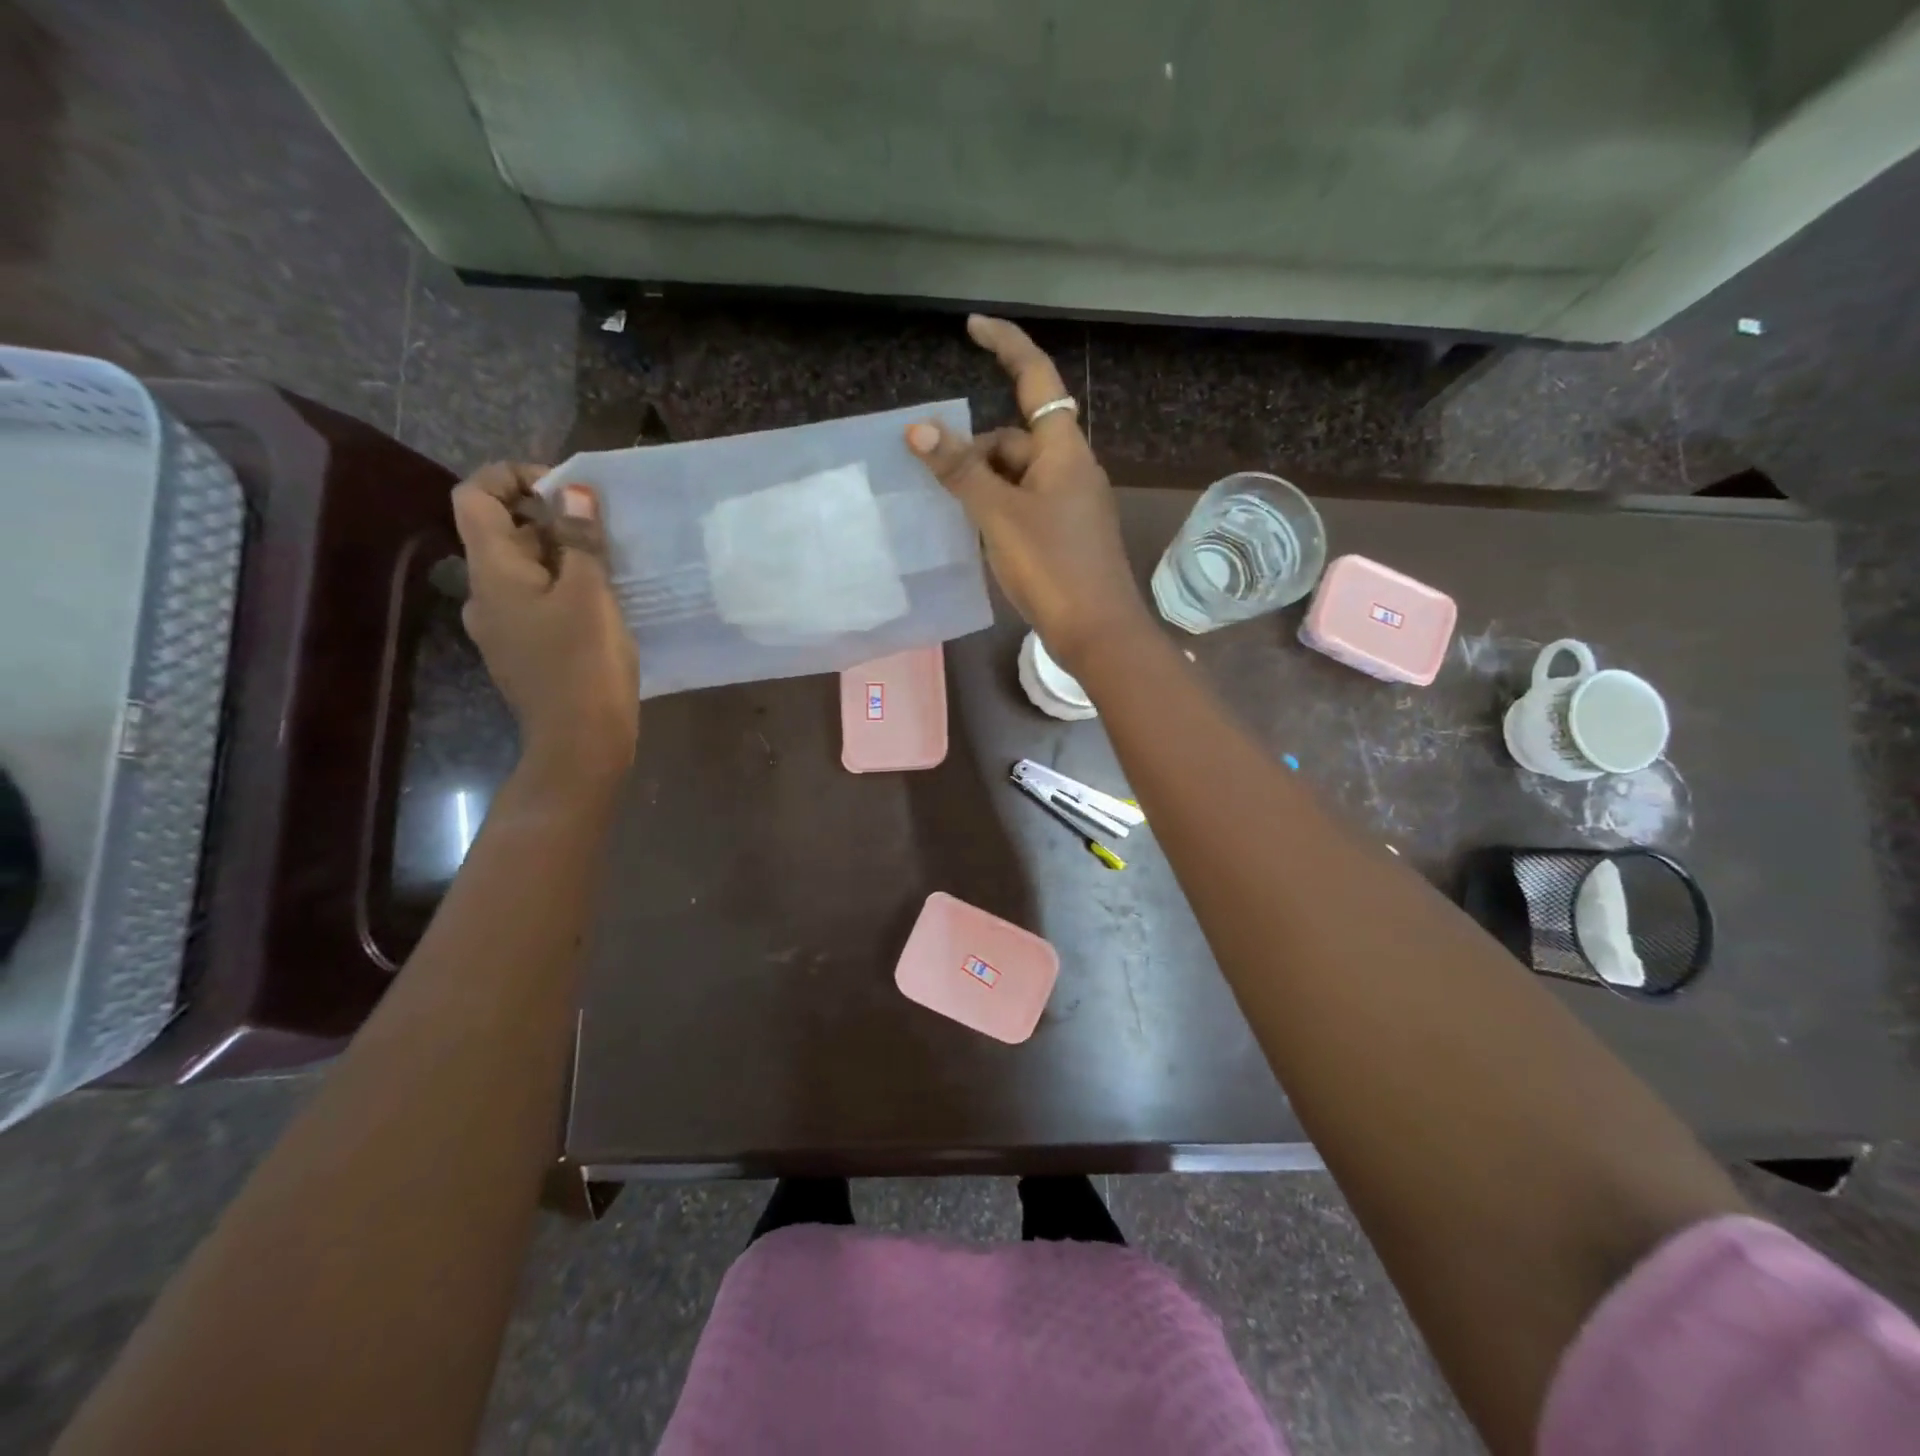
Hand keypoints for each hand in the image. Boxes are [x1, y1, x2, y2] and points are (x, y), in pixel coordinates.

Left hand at [451, 463, 639, 788]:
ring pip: (523, 570)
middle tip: (601, 532)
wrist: (581, 743)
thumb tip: (573, 491)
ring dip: (560, 556)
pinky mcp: (522, 652)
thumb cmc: (585, 663)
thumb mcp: (591, 594)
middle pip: (502, 533)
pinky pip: (535, 602)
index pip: (476, 496)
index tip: (564, 488)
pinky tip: (600, 607)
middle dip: (549, 520)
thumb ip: (580, 539)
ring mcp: (501, 628)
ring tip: (609, 568)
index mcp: (492, 572)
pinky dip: (562, 589)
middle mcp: (484, 594)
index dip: (512, 476)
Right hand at [907, 316, 1151, 671]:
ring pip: (1018, 476)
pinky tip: (982, 537)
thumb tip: (919, 429)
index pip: (1036, 378)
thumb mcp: (998, 516)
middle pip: (1016, 437)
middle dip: (978, 452)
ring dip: (985, 486)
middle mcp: (1072, 467)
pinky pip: (1026, 504)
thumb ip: (961, 472)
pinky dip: (1000, 510)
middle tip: (942, 486)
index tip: (973, 326)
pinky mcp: (1068, 534)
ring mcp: (1072, 503)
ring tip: (959, 519)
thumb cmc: (1052, 566)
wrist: (1098, 631)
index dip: (1006, 345)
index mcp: (1064, 449)